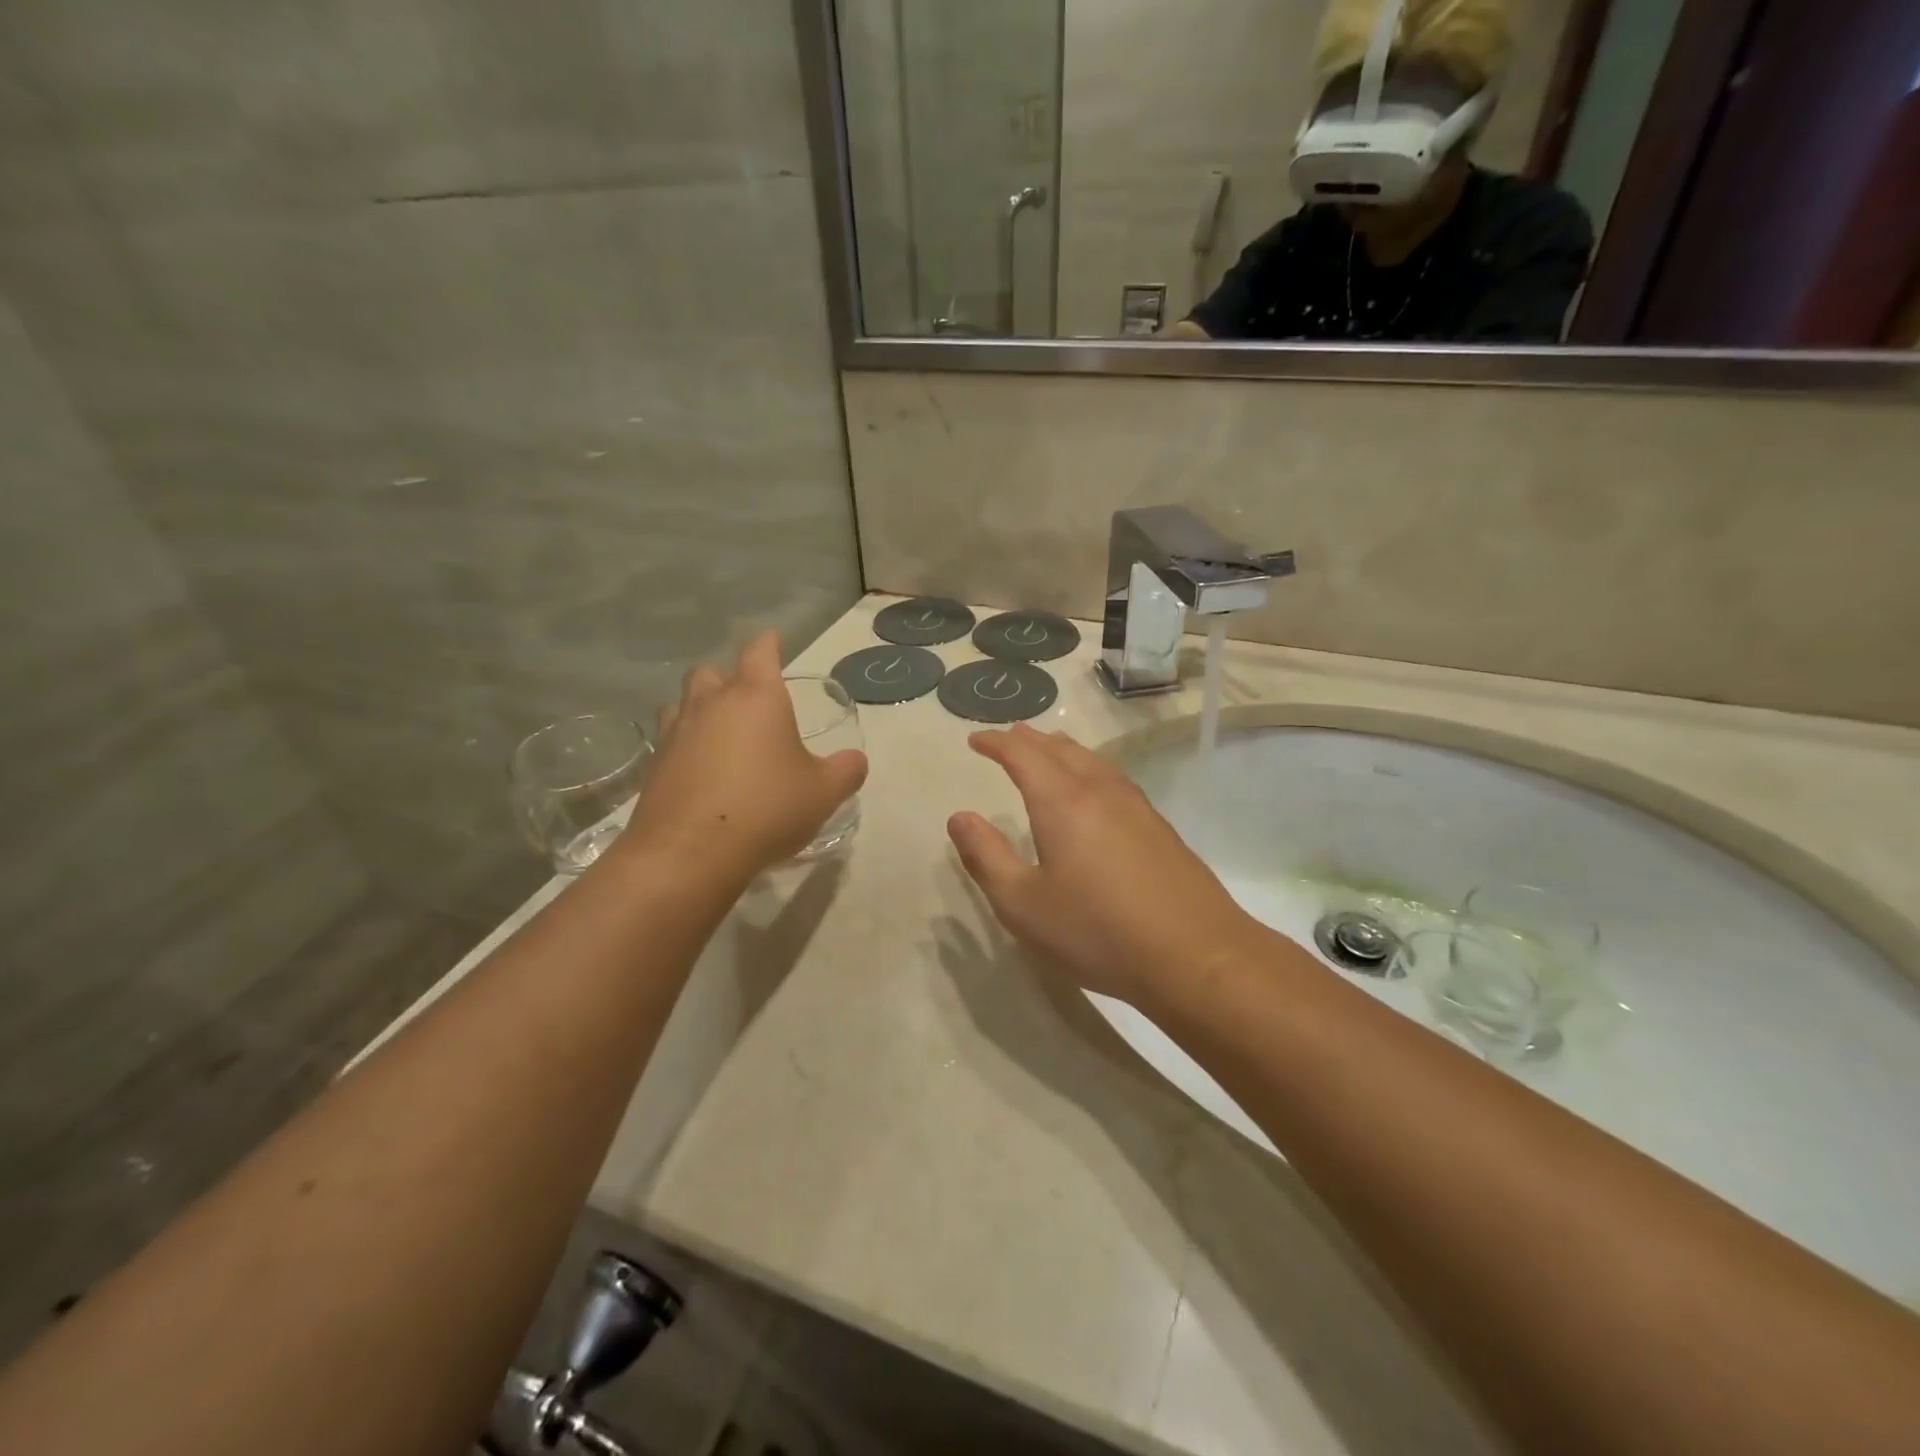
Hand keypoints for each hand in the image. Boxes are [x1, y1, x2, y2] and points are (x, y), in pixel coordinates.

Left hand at [624, 632, 867, 877]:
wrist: (691, 852)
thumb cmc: (767, 808)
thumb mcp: (824, 792)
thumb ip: (846, 770)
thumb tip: (855, 760)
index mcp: (757, 697)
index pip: (761, 651)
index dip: (769, 642)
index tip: (774, 639)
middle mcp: (712, 703)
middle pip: (713, 670)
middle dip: (730, 676)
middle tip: (748, 697)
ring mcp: (677, 731)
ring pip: (683, 700)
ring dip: (701, 705)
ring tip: (718, 729)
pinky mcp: (654, 763)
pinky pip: (670, 737)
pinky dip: (684, 742)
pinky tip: (698, 765)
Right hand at [947, 724, 1268, 1011]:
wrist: (1195, 955)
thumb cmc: (1096, 931)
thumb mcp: (1022, 904)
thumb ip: (986, 857)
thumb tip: (960, 817)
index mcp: (1062, 801)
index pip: (1022, 754)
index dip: (996, 742)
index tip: (975, 740)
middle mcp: (1099, 790)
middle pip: (1060, 749)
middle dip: (1029, 740)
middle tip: (1008, 738)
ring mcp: (1135, 806)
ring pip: (1092, 760)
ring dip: (1062, 750)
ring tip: (1047, 751)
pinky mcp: (1158, 827)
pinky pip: (1113, 779)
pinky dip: (1089, 769)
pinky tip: (1094, 790)